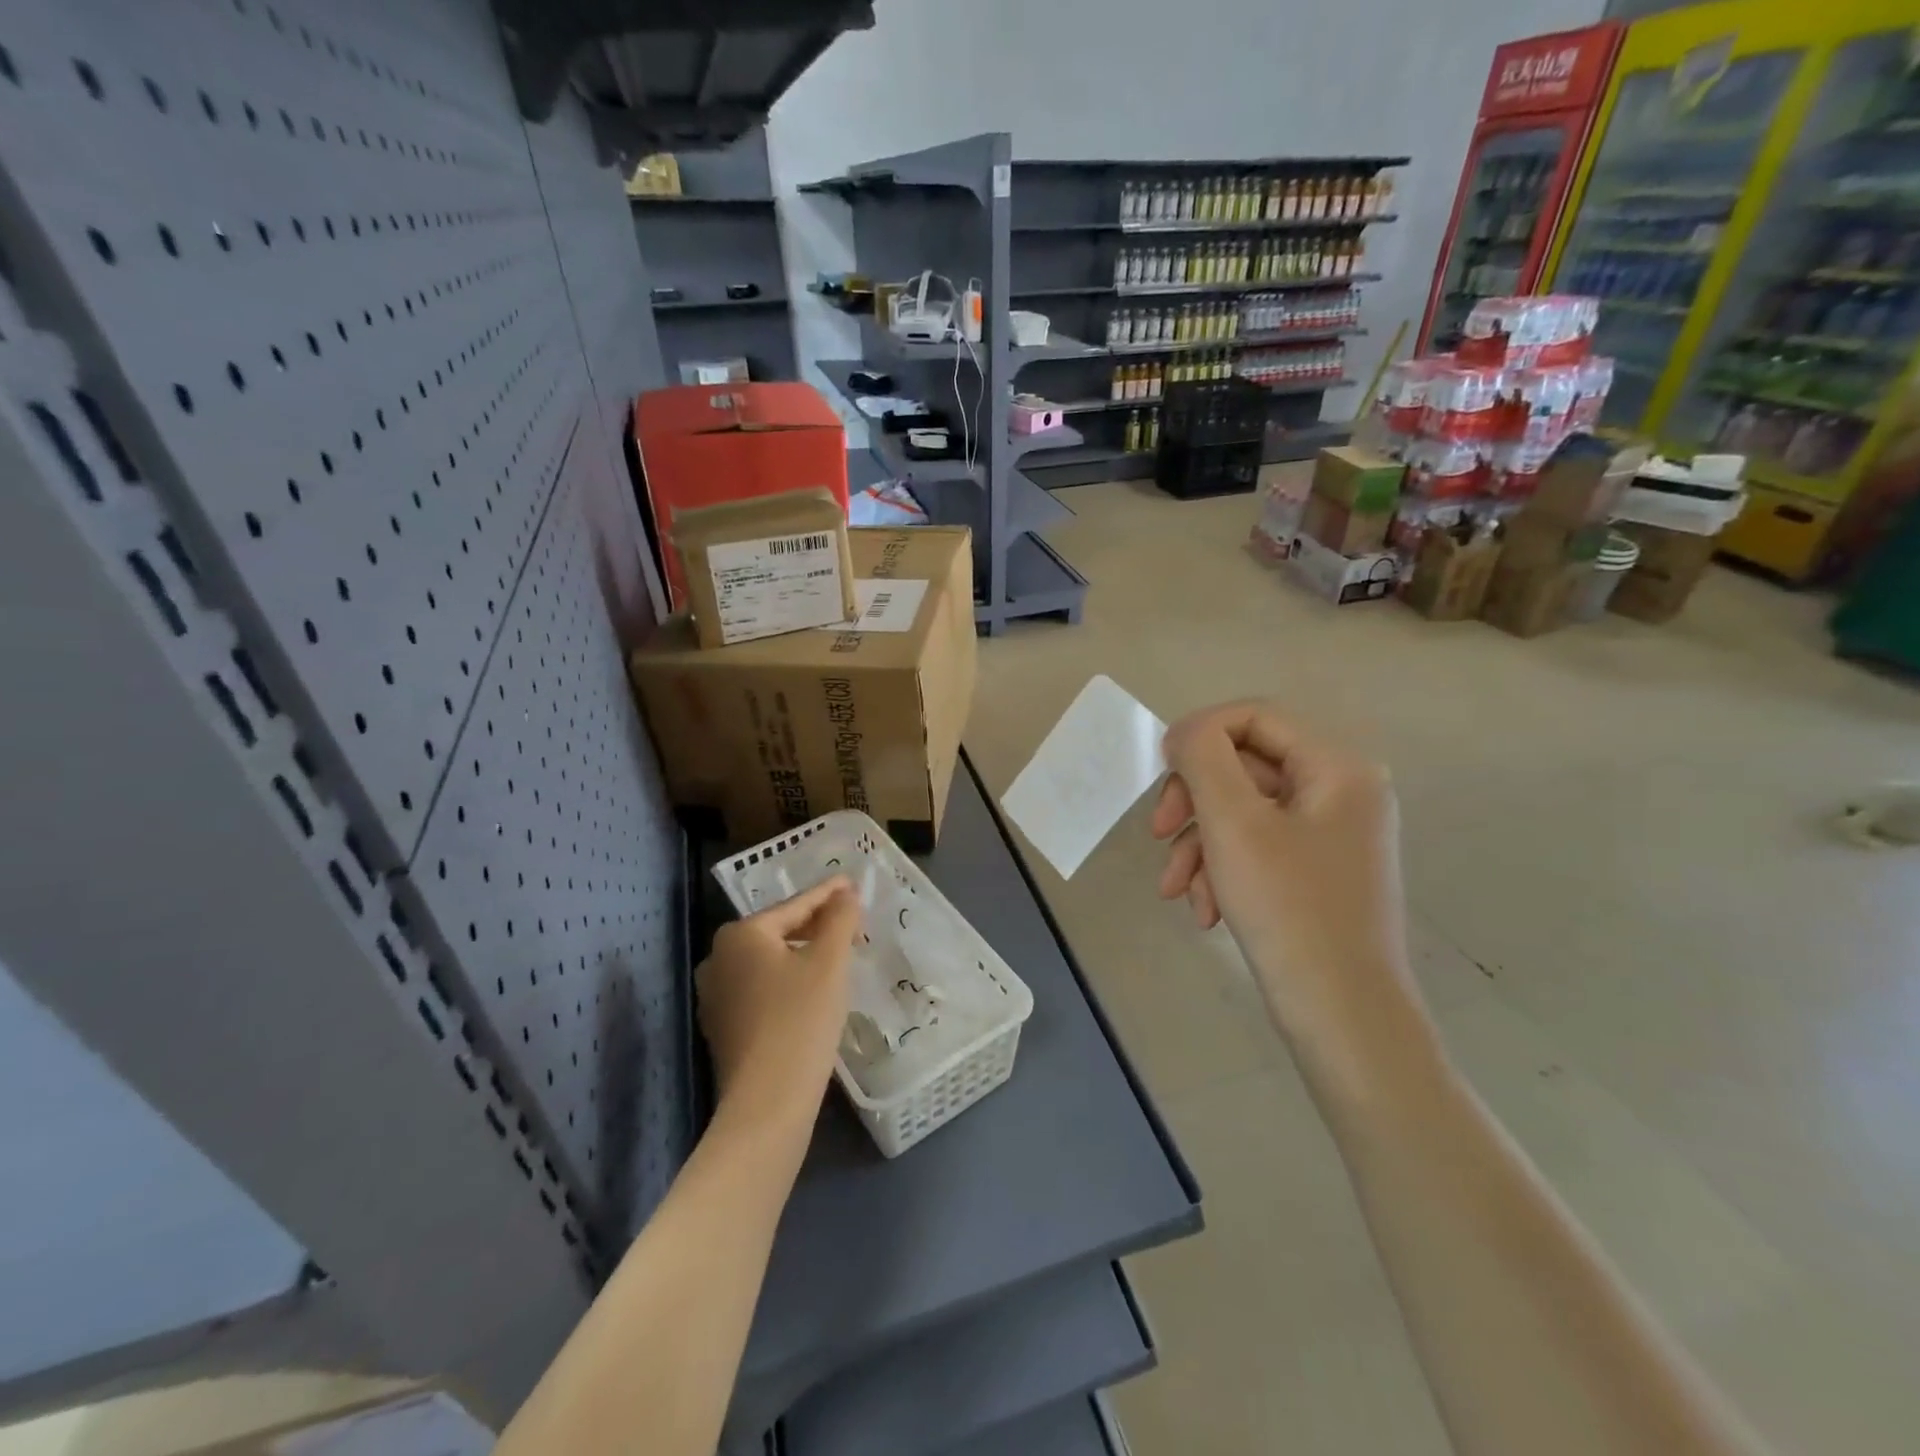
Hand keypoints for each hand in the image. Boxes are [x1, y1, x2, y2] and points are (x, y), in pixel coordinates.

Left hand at [697, 877, 859, 1124]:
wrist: (767, 1103)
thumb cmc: (801, 1020)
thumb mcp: (829, 962)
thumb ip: (839, 918)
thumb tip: (844, 893)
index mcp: (740, 935)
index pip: (794, 906)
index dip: (828, 894)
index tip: (853, 884)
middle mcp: (718, 958)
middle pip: (779, 931)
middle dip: (816, 925)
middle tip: (851, 921)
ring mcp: (716, 995)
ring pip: (770, 961)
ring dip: (803, 953)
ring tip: (837, 954)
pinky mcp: (723, 1027)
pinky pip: (762, 988)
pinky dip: (788, 981)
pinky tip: (812, 991)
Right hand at [1152, 702, 1422, 1063]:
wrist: (1342, 1017)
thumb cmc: (1289, 910)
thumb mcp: (1234, 823)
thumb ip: (1203, 759)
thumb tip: (1185, 732)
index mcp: (1338, 767)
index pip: (1255, 716)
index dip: (1199, 733)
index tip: (1159, 771)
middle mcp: (1341, 791)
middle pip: (1245, 766)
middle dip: (1194, 801)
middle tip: (1159, 833)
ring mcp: (1330, 834)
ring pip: (1243, 812)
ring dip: (1200, 844)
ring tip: (1176, 889)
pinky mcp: (1315, 871)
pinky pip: (1256, 848)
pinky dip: (1222, 870)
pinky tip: (1205, 910)